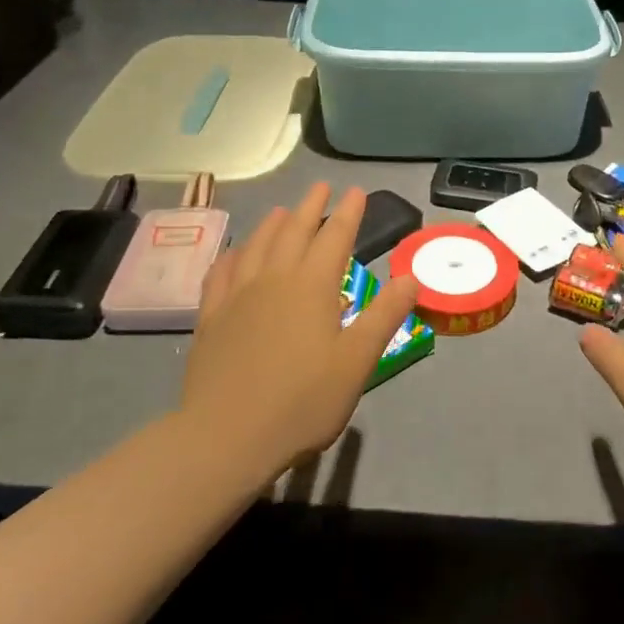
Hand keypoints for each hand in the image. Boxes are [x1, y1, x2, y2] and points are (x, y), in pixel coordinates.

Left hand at [180, 184, 419, 478]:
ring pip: (257, 245)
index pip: (335, 237)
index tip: (356, 191)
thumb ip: (384, 316)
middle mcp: (274, 279)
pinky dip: (233, 254)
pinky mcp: (211, 317)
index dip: (348, 212)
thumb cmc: (302, 402)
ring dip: (273, 224)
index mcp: (312, 286)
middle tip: (321, 187)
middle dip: (311, 207)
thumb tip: (411, 277)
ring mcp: (238, 296)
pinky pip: (222, 272)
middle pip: (294, 232)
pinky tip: (236, 253)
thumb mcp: (357, 362)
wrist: (226, 436)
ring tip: (283, 211)